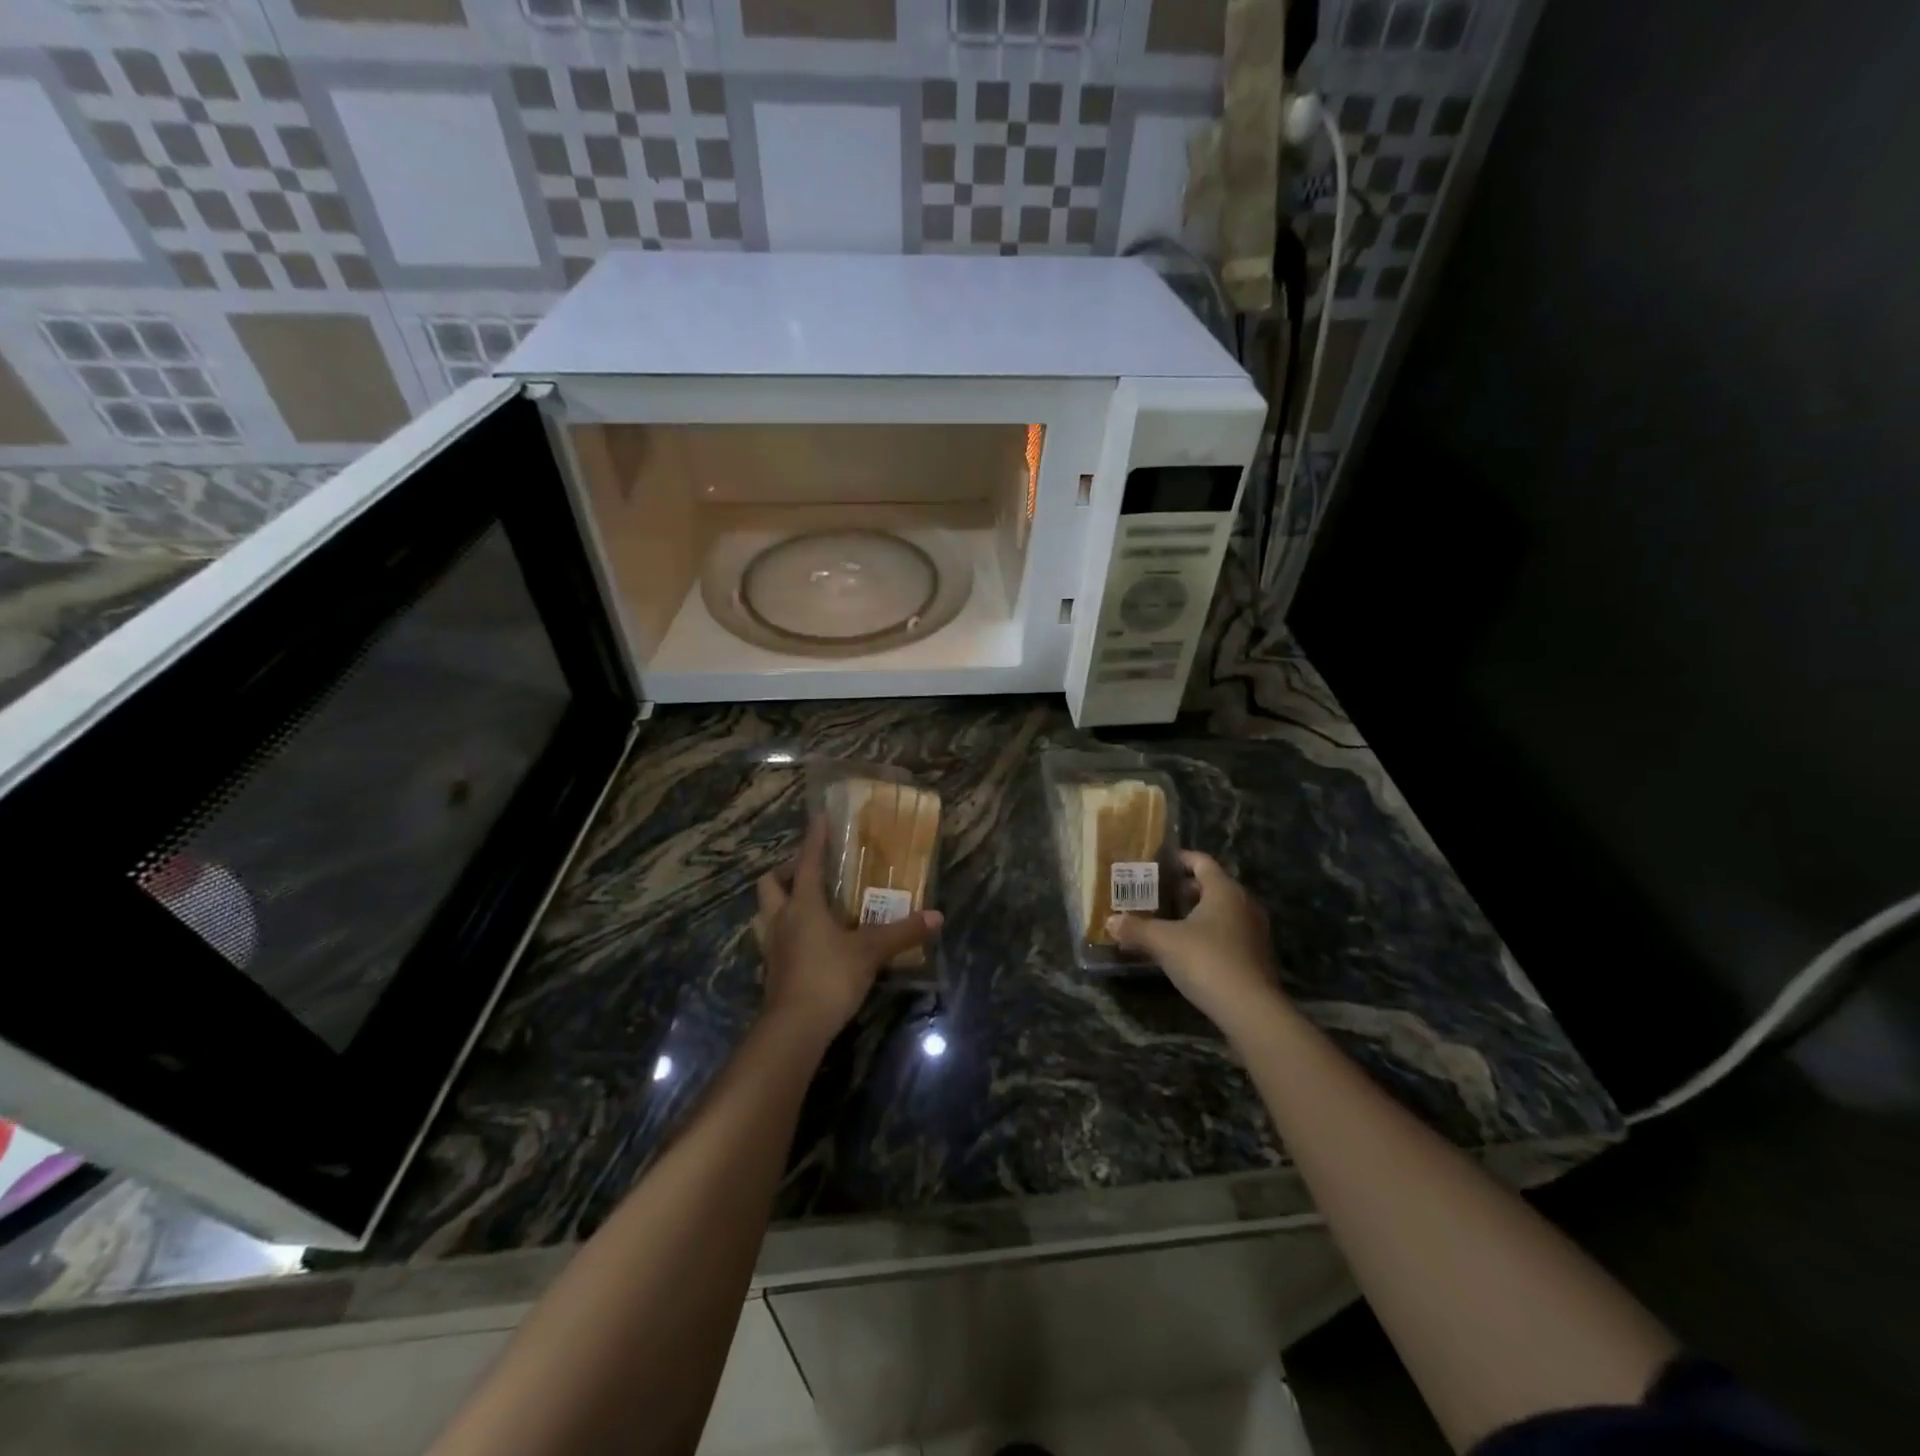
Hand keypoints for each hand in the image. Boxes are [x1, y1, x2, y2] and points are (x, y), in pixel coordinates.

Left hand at [753, 818, 942, 1043]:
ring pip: (765, 911)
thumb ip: (903, 932)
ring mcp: (772, 946)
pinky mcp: (772, 970)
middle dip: (786, 872)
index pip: (806, 862)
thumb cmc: (830, 977)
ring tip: (804, 904)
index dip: (814, 839)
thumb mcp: (871, 952)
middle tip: (810, 872)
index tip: (820, 818)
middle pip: (770, 883)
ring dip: (779, 901)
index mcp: (803, 905)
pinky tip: (805, 940)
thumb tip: (937, 916)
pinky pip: (773, 938)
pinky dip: (785, 930)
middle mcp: (781, 919)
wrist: (794, 1028)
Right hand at [1107, 851, 1285, 1034]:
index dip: (1180, 859)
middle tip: (1158, 894)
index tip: (1160, 863)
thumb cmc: (1206, 961)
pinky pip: (1228, 932)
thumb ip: (1136, 929)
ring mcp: (1253, 931)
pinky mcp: (1256, 956)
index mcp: (1224, 890)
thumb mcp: (1163, 942)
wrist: (1250, 1010)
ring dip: (1196, 912)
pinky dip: (1208, 932)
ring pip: (1221, 911)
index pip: (1202, 862)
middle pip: (1212, 886)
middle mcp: (1244, 904)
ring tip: (1168, 921)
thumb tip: (1110, 921)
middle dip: (1184, 889)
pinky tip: (1187, 948)